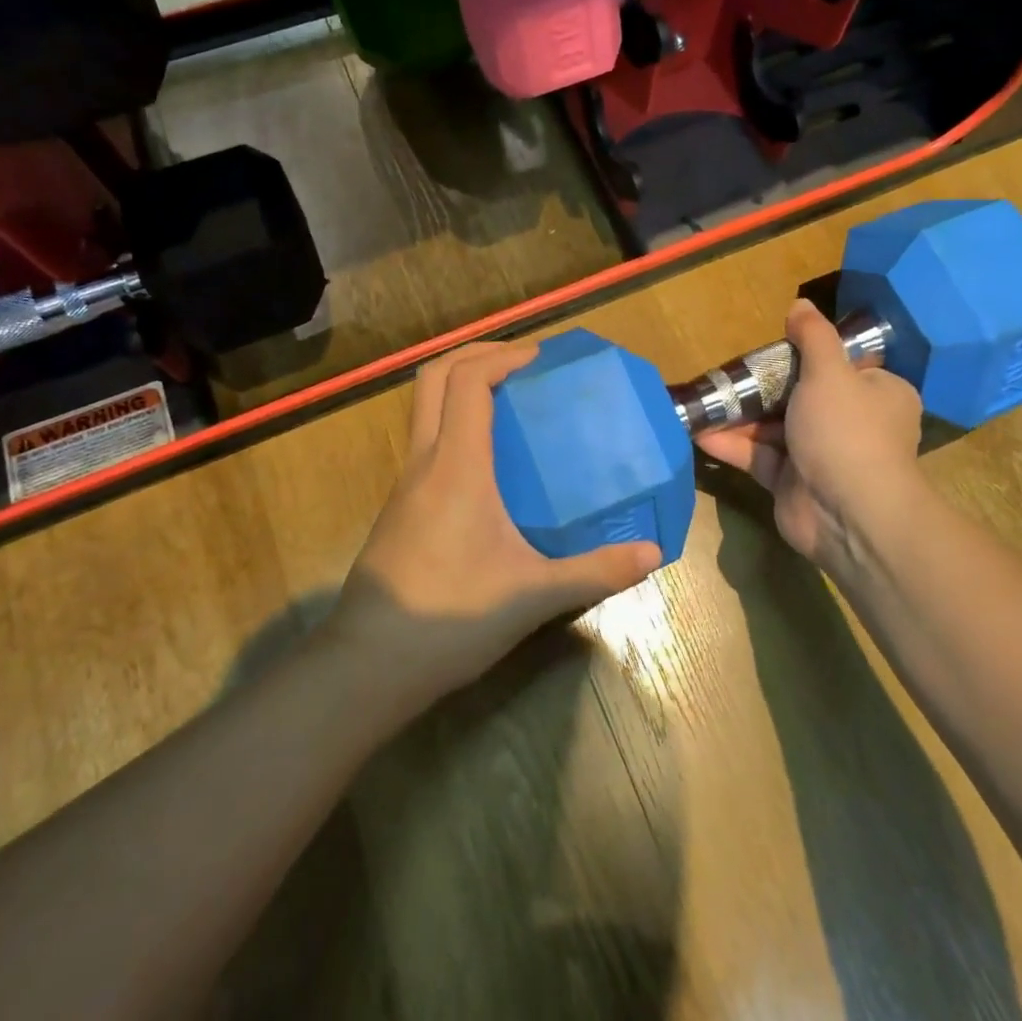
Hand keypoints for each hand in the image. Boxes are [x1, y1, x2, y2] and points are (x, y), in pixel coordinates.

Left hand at [322, 341, 661, 711]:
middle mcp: (424, 461)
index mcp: (455, 466)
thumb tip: (653, 552)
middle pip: (433, 377)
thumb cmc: (450, 618)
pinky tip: (490, 463)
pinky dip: (455, 423)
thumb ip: (594, 571)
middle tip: (522, 363)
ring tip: (512, 402)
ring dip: (462, 387)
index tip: (541, 359)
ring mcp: (405, 483)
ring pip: (425, 408)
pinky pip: (426, 440)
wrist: (368, 666)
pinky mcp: (400, 506)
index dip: (502, 356)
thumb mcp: (533, 594)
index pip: (467, 381)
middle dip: (476, 355)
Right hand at [695, 300, 926, 570]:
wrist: (848, 514)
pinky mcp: (792, 482)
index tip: (774, 347)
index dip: (807, 355)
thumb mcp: (831, 372)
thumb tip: (800, 305)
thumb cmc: (846, 430)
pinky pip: (759, 456)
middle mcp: (851, 422)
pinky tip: (699, 433)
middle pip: (800, 395)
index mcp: (876, 393)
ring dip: (740, 415)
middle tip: (727, 374)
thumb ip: (813, 337)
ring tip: (704, 401)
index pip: (842, 366)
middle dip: (761, 386)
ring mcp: (820, 455)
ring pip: (774, 427)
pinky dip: (733, 445)